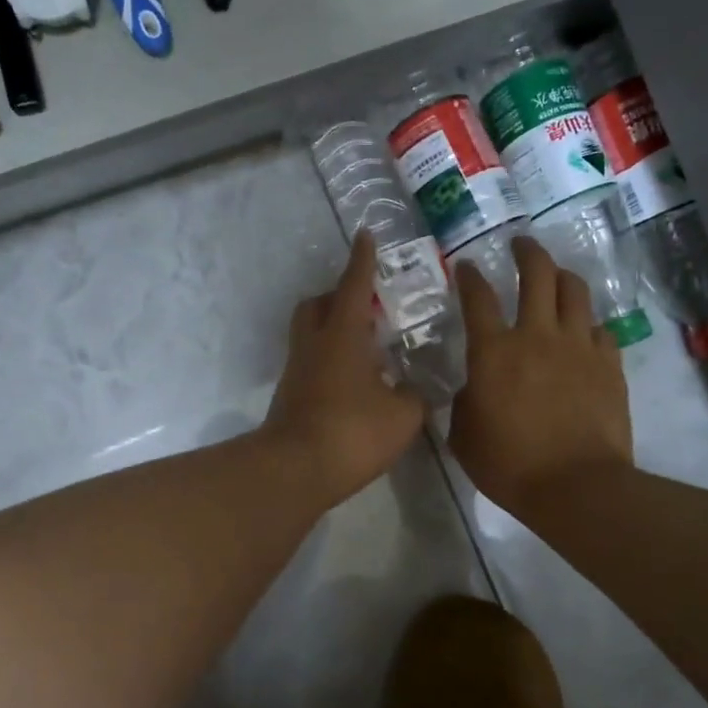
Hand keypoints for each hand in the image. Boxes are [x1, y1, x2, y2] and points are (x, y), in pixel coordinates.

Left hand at [262, 232, 426, 507]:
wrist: (295, 470)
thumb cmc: (352, 432)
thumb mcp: (403, 415)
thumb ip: (415, 395)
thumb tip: (416, 389)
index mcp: (342, 334)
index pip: (353, 285)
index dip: (363, 260)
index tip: (366, 236)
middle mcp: (313, 344)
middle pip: (317, 304)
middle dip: (338, 295)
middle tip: (366, 303)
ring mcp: (297, 370)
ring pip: (310, 334)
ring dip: (333, 329)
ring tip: (366, 346)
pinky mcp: (291, 396)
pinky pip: (311, 362)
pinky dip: (331, 361)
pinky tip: (355, 381)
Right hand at [450, 236, 632, 513]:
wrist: (574, 485)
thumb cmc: (508, 464)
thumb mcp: (464, 436)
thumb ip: (464, 403)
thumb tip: (474, 389)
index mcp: (493, 351)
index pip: (477, 298)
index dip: (470, 277)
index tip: (467, 266)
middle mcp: (537, 336)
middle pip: (537, 274)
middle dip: (526, 252)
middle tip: (520, 245)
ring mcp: (578, 346)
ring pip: (575, 291)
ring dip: (562, 277)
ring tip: (556, 277)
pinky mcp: (609, 364)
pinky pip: (600, 329)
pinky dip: (587, 325)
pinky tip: (583, 333)